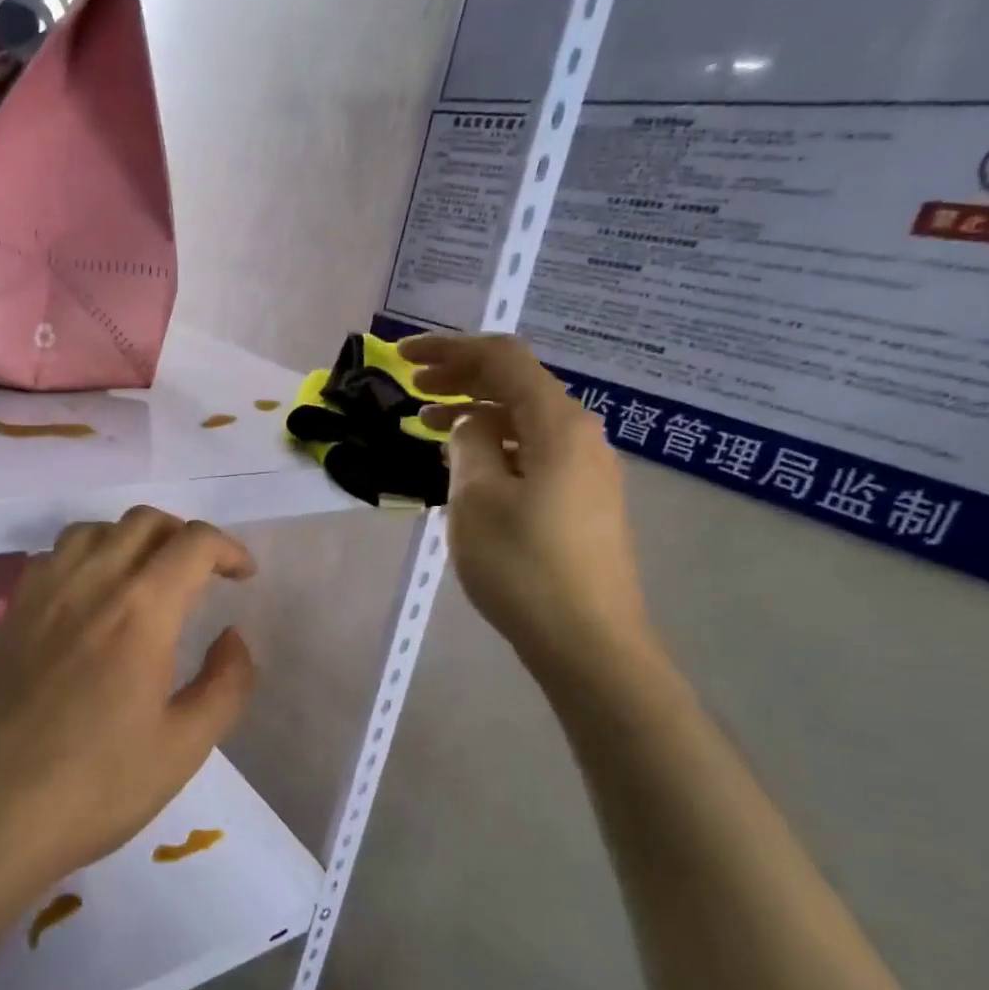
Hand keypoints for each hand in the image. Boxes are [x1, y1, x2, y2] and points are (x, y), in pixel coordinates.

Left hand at [0, 507, 257, 908]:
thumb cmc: (93, 787)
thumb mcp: (183, 748)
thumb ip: (226, 684)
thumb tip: (233, 637)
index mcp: (141, 610)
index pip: (193, 542)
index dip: (228, 548)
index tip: (243, 576)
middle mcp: (90, 583)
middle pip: (144, 522)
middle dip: (184, 536)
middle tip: (202, 574)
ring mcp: (42, 594)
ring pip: (95, 530)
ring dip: (132, 539)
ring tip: (147, 578)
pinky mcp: (10, 613)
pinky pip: (54, 556)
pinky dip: (87, 555)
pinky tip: (90, 597)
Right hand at [398, 332, 652, 672]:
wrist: (587, 640)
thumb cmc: (523, 565)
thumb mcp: (476, 497)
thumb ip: (468, 443)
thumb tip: (470, 422)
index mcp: (557, 423)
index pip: (502, 358)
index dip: (449, 349)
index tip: (401, 356)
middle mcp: (580, 435)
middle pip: (517, 384)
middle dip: (460, 378)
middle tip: (412, 390)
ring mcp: (587, 469)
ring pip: (524, 421)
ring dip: (475, 415)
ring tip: (427, 427)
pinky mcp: (584, 500)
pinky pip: (534, 452)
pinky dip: (495, 445)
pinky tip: (468, 467)